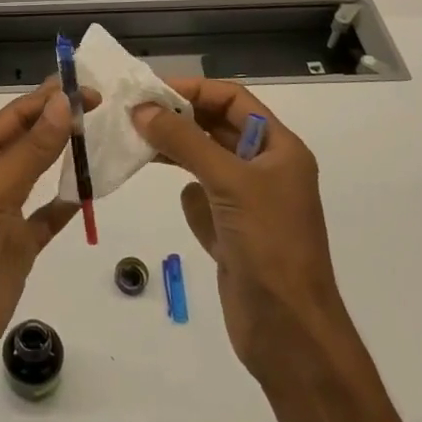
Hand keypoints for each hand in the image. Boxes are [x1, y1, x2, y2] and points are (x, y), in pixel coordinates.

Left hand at [0, 82, 93, 390]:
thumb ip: (30, 151)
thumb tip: (62, 104)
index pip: (15, 118)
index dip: (48, 100)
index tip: (87, 87)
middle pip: (29, 142)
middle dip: (61, 122)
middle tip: (106, 107)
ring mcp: (4, 216)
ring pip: (41, 176)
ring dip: (67, 158)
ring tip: (104, 138)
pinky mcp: (18, 248)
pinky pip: (48, 218)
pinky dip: (68, 205)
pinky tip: (91, 192)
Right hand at [132, 79, 344, 384]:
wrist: (289, 331)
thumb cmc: (269, 244)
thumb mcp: (228, 182)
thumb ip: (184, 142)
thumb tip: (141, 109)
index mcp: (280, 149)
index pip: (233, 100)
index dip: (194, 90)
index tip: (150, 92)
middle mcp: (266, 170)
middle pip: (217, 128)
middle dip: (179, 119)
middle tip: (132, 115)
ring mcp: (249, 204)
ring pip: (205, 162)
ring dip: (176, 153)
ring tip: (137, 145)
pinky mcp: (232, 234)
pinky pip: (203, 200)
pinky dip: (189, 196)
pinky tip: (181, 203)